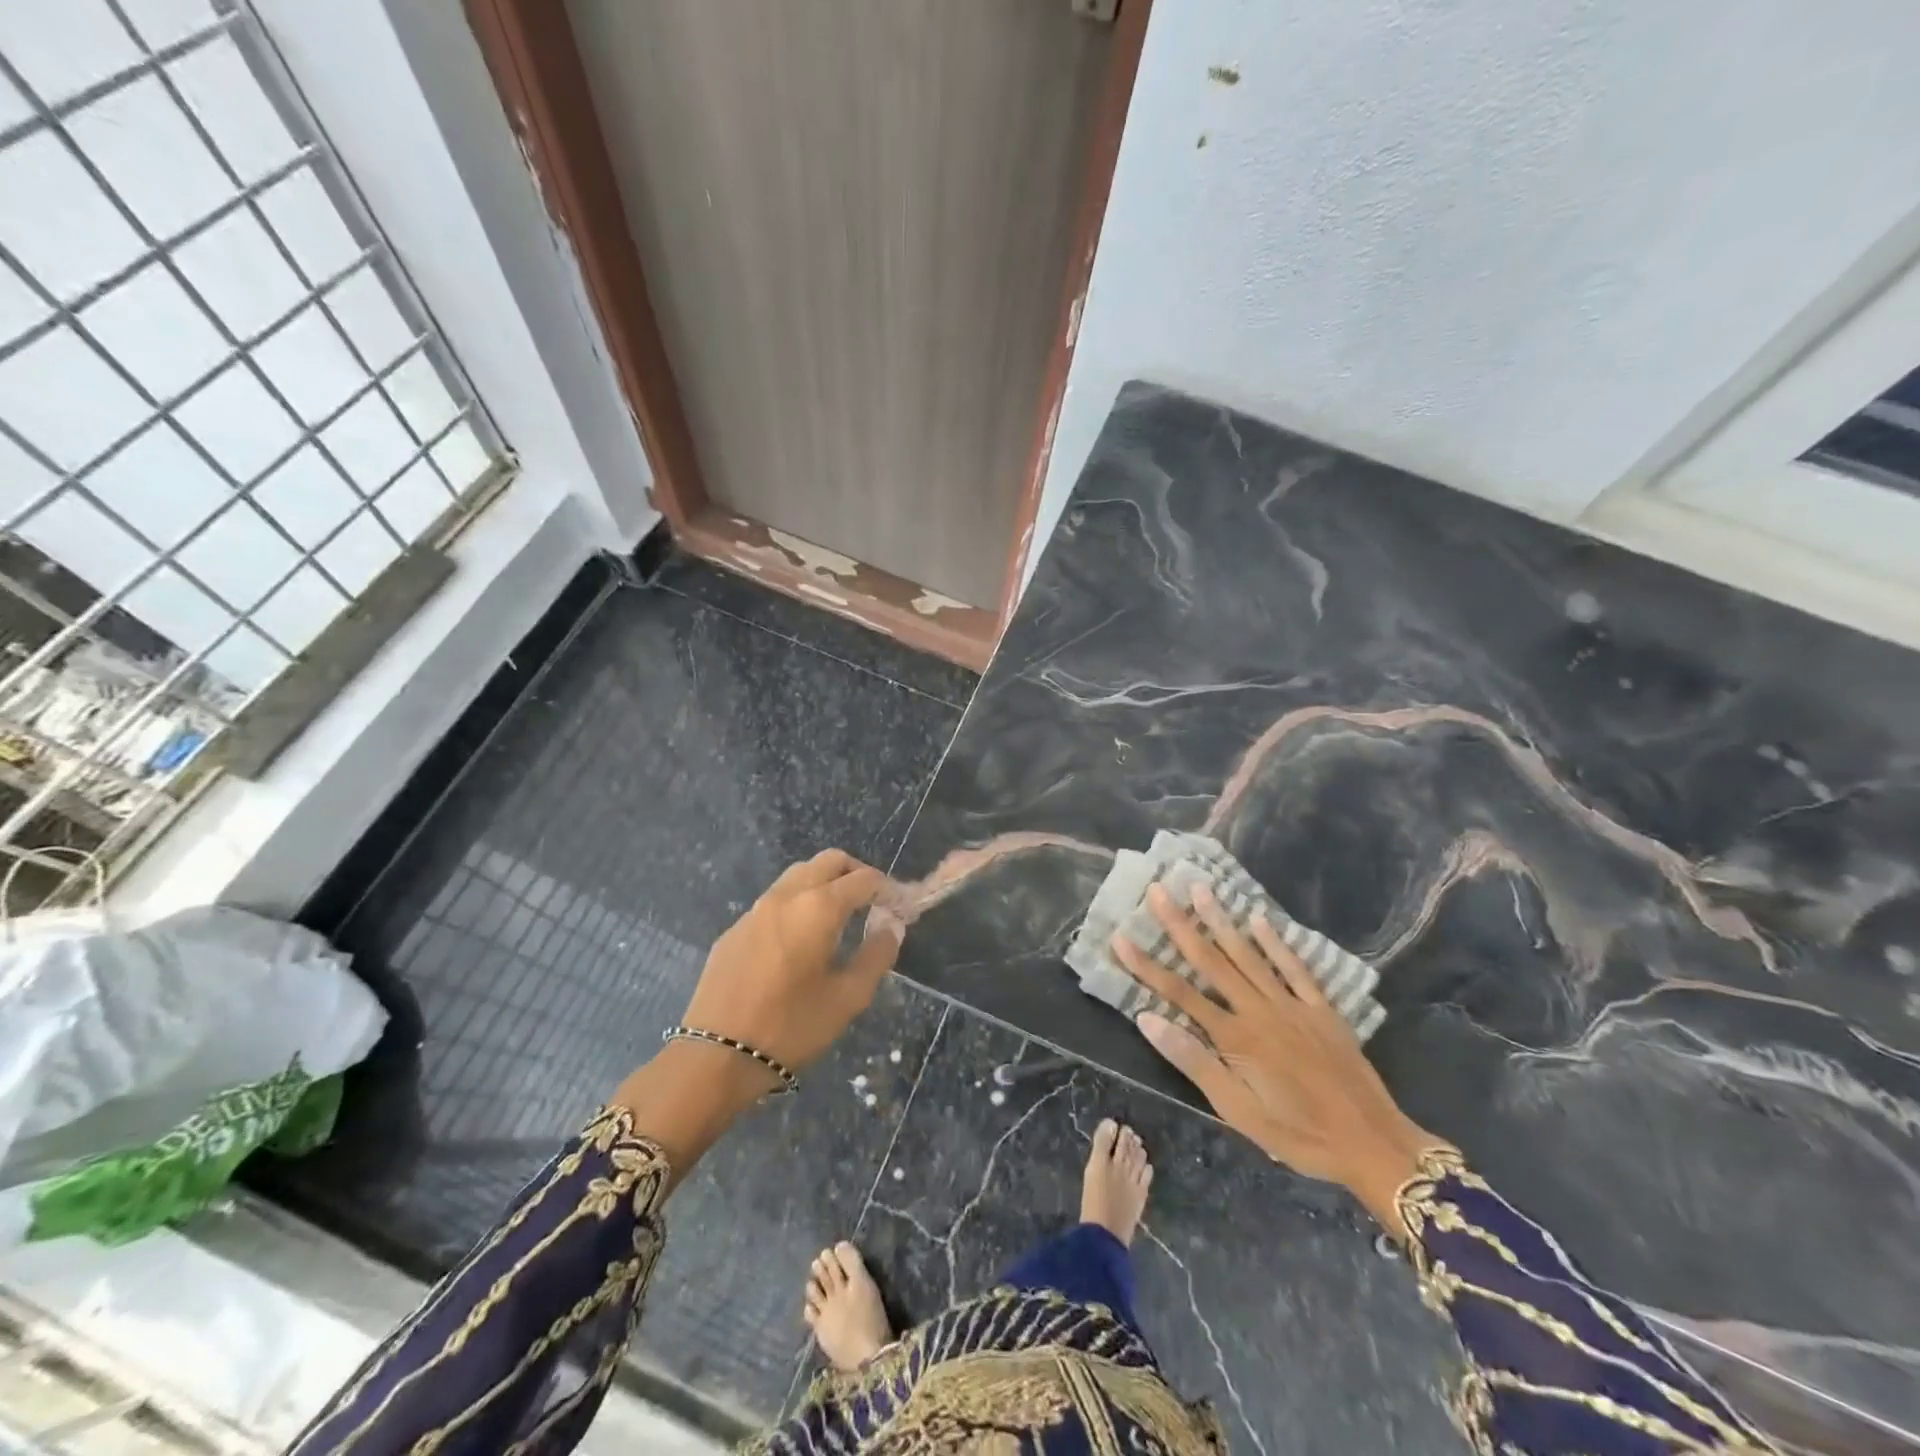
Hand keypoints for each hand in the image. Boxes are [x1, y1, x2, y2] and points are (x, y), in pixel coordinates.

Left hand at [682, 848, 901, 1075]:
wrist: (716, 1056)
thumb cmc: (791, 1027)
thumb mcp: (847, 999)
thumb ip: (876, 956)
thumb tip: (891, 927)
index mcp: (818, 908)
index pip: (863, 879)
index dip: (888, 889)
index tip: (901, 907)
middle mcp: (786, 896)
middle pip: (829, 861)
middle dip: (857, 873)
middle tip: (873, 902)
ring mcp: (755, 909)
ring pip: (798, 874)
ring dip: (825, 883)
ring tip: (840, 917)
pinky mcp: (735, 929)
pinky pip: (775, 900)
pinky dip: (798, 903)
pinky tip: (800, 940)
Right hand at [1111, 883, 1445, 1237]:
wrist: (1374, 1144)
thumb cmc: (1298, 1135)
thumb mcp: (1238, 1111)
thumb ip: (1194, 1061)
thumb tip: (1148, 1019)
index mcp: (1235, 1037)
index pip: (1178, 993)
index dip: (1146, 965)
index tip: (1120, 937)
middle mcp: (1258, 1010)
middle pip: (1210, 961)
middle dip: (1180, 925)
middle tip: (1158, 891)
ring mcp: (1292, 1005)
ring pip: (1248, 955)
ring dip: (1221, 920)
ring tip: (1200, 888)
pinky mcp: (1321, 1008)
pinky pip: (1294, 968)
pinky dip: (1275, 942)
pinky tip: (1259, 919)